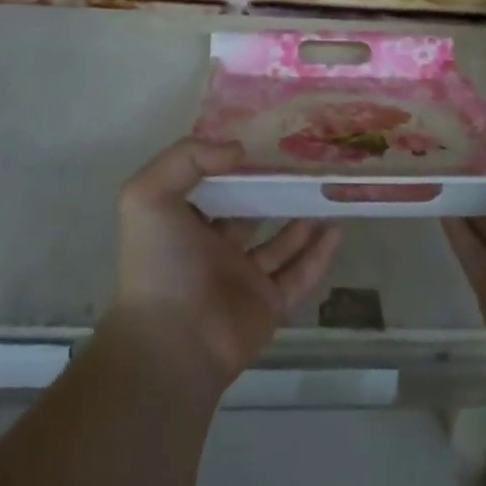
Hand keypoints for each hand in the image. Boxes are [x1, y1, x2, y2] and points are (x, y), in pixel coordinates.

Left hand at [112, 138, 343, 390]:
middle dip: (273, 191)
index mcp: (184, 224)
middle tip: (304, 166)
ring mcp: (243, 279)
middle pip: (250, 213)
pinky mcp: (269, 304)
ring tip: (324, 193)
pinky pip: (300, 274)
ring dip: (302, 220)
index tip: (264, 142)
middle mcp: (213, 249)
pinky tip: (337, 229)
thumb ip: (187, 158)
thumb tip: (238, 150)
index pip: (213, 188)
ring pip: (280, 244)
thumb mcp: (148, 196)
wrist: (172, 343)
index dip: (235, 166)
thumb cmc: (159, 265)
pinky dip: (319, 254)